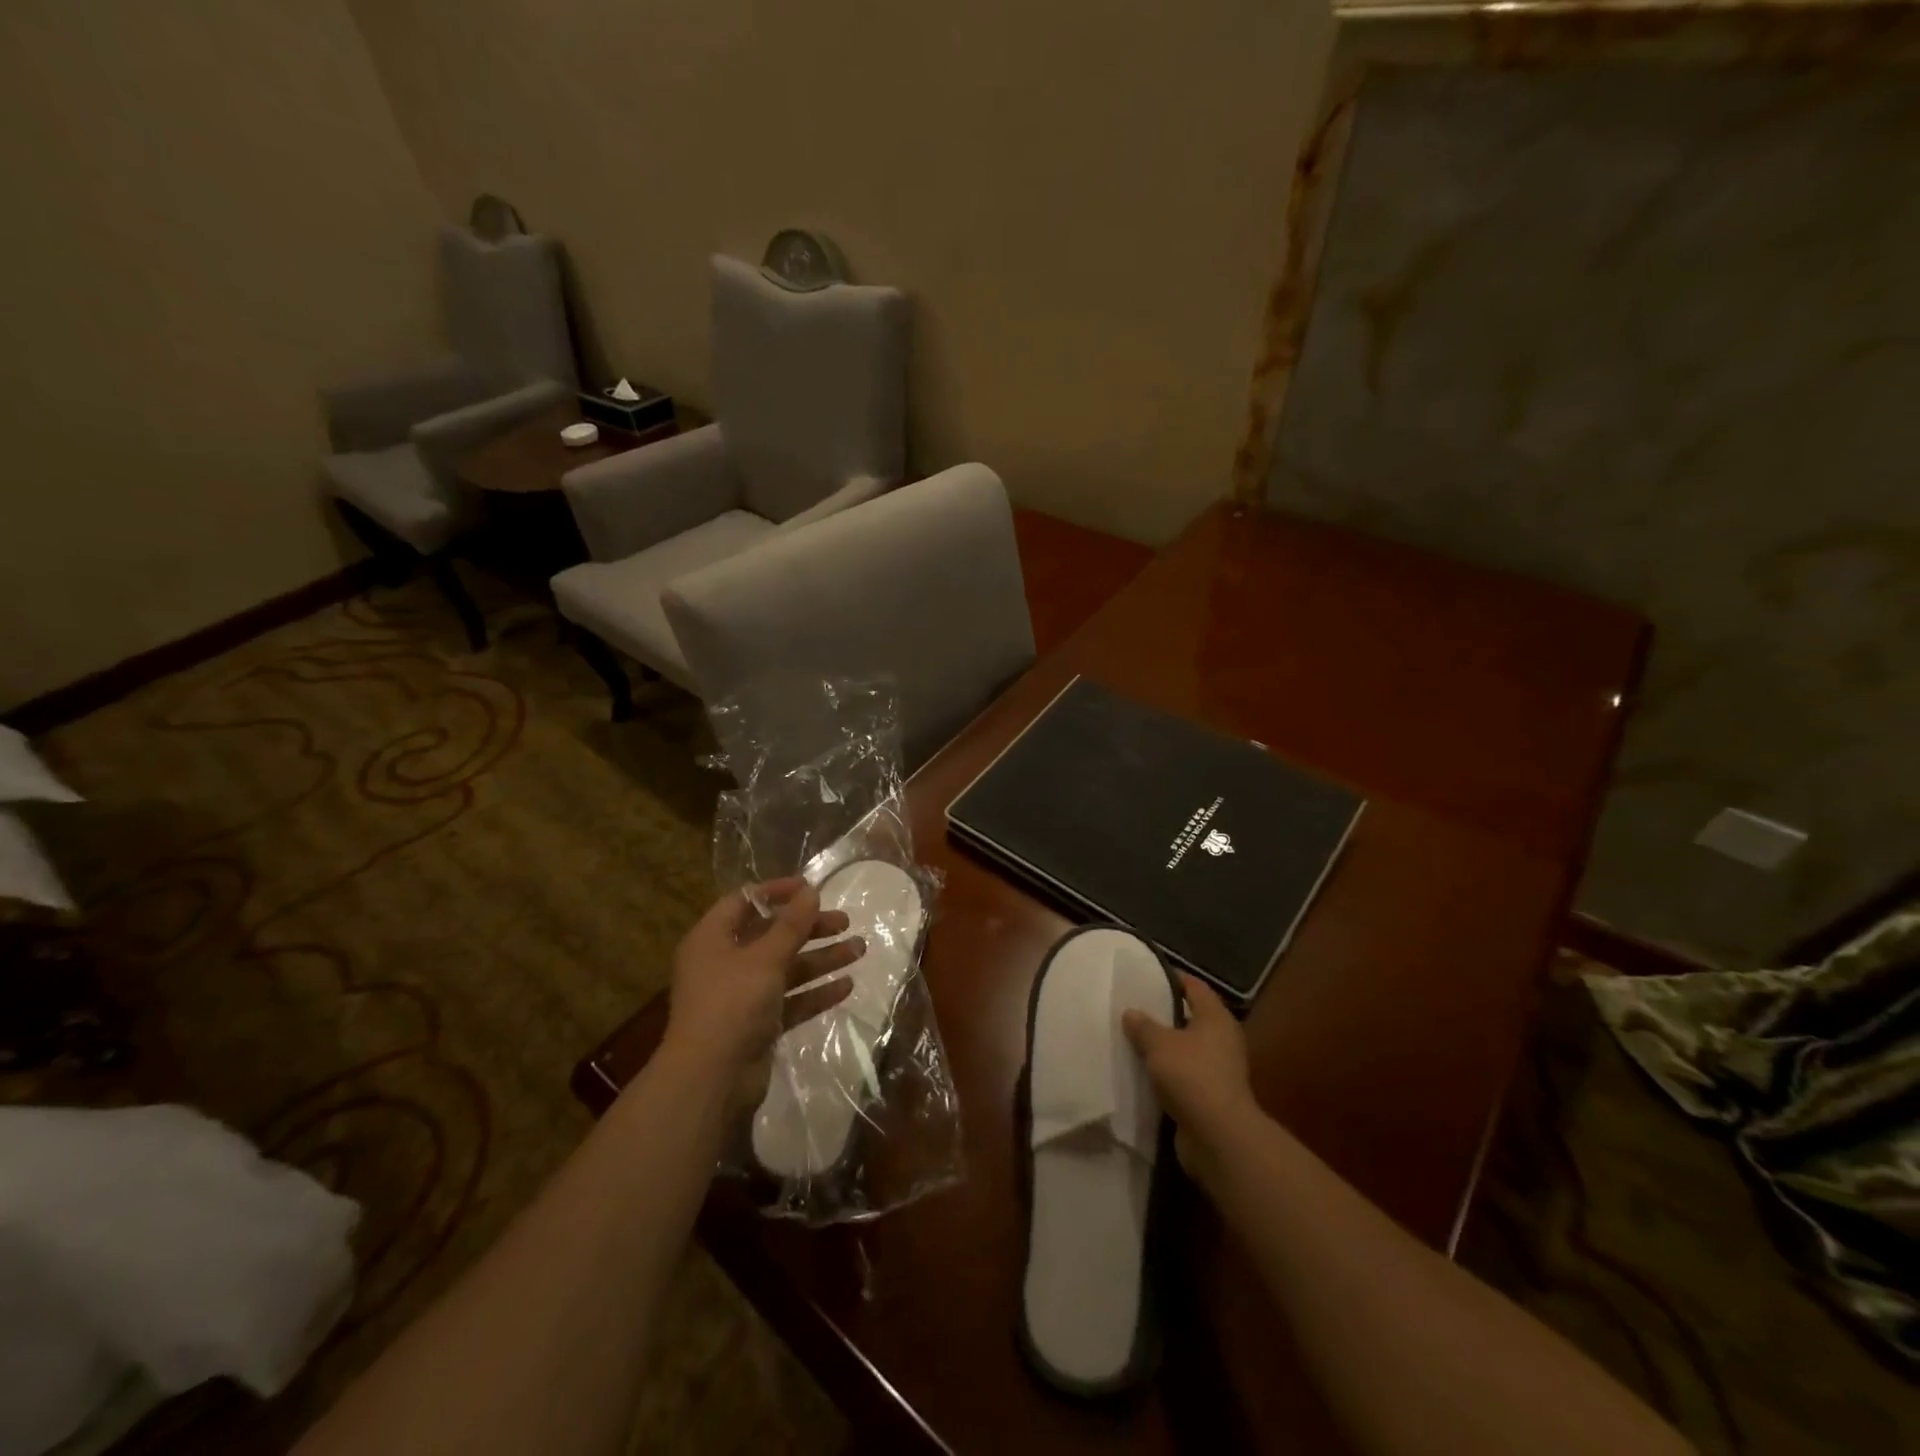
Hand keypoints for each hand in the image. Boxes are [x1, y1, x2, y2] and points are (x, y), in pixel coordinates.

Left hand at [662, 878, 864, 1113]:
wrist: (712, 1080)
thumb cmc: (732, 1004)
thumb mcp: (765, 958)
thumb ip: (791, 925)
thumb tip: (811, 891)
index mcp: (712, 939)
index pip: (743, 902)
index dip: (777, 892)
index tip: (812, 888)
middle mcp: (724, 963)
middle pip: (771, 935)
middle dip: (809, 928)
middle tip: (845, 922)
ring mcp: (741, 996)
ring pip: (786, 969)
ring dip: (821, 958)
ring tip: (860, 950)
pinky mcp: (758, 1025)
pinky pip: (791, 1001)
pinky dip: (816, 992)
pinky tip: (846, 986)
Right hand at [1122, 974, 1258, 1182]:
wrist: (1218, 1136)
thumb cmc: (1191, 1076)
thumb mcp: (1159, 1044)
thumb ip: (1143, 1026)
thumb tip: (1130, 1012)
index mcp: (1216, 1018)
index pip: (1195, 987)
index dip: (1173, 978)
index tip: (1148, 974)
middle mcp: (1222, 1039)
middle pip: (1192, 1017)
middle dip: (1165, 1013)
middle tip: (1135, 1006)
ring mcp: (1220, 1069)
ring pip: (1187, 1048)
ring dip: (1166, 1046)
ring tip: (1134, 1038)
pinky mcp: (1211, 1096)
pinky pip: (1185, 1074)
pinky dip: (1168, 1072)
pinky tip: (1144, 1071)